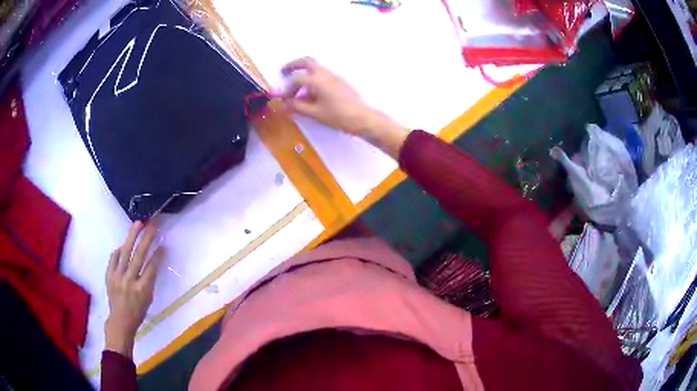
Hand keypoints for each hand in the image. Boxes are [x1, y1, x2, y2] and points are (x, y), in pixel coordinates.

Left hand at [104, 221, 163, 357]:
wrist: (120, 320)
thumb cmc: (138, 312)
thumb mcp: (148, 299)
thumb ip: (149, 280)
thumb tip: (152, 262)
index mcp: (142, 289)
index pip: (151, 267)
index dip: (158, 255)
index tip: (163, 245)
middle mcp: (129, 280)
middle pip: (139, 255)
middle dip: (146, 239)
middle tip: (152, 226)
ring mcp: (118, 276)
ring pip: (125, 252)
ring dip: (132, 236)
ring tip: (138, 224)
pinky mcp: (109, 274)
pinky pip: (114, 257)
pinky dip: (119, 250)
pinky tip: (123, 245)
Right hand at [279, 57, 409, 158]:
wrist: (363, 118)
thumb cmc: (338, 116)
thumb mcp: (315, 113)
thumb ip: (297, 106)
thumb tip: (284, 103)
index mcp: (317, 79)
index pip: (296, 79)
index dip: (287, 88)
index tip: (283, 98)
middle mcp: (325, 73)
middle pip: (307, 62)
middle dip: (293, 65)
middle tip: (284, 72)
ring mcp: (334, 76)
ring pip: (316, 68)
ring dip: (304, 74)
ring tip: (298, 91)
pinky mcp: (340, 82)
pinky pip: (323, 76)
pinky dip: (313, 80)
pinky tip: (312, 95)